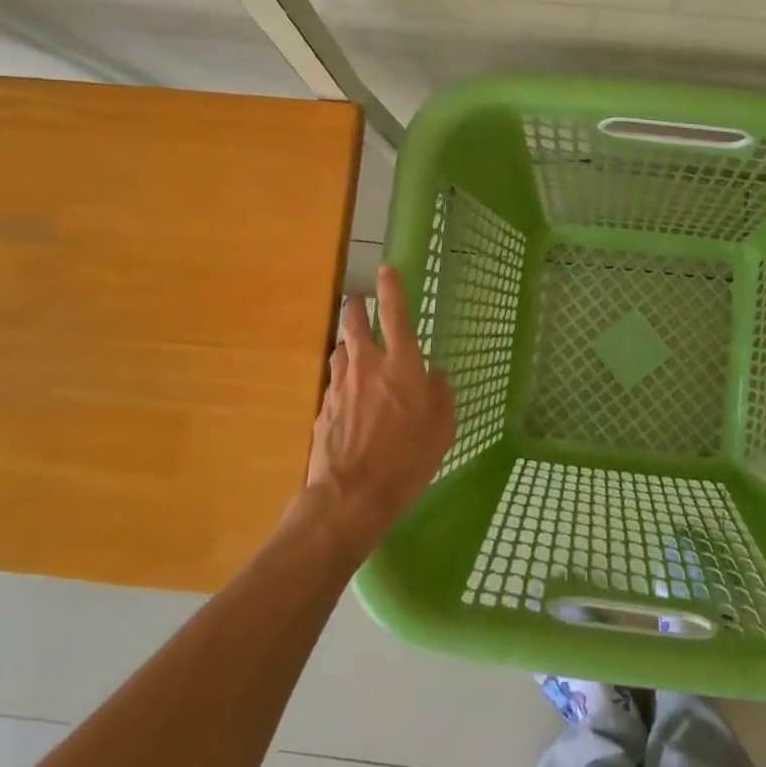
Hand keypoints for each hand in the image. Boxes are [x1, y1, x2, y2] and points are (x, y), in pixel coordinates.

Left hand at [306, 266, 455, 558]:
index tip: (386, 270)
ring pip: (340, 352)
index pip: (396, 315)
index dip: (392, 289)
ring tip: (351, 347)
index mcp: (401, 365)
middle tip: (356, 301)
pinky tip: (347, 395)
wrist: (351, 496)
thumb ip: (441, 394)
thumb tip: (434, 374)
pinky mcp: (323, 409)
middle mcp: (367, 367)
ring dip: (346, 345)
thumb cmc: (408, 459)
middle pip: (354, 325)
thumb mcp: (442, 428)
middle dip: (355, 308)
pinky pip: (334, 384)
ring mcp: (340, 387)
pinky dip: (341, 380)